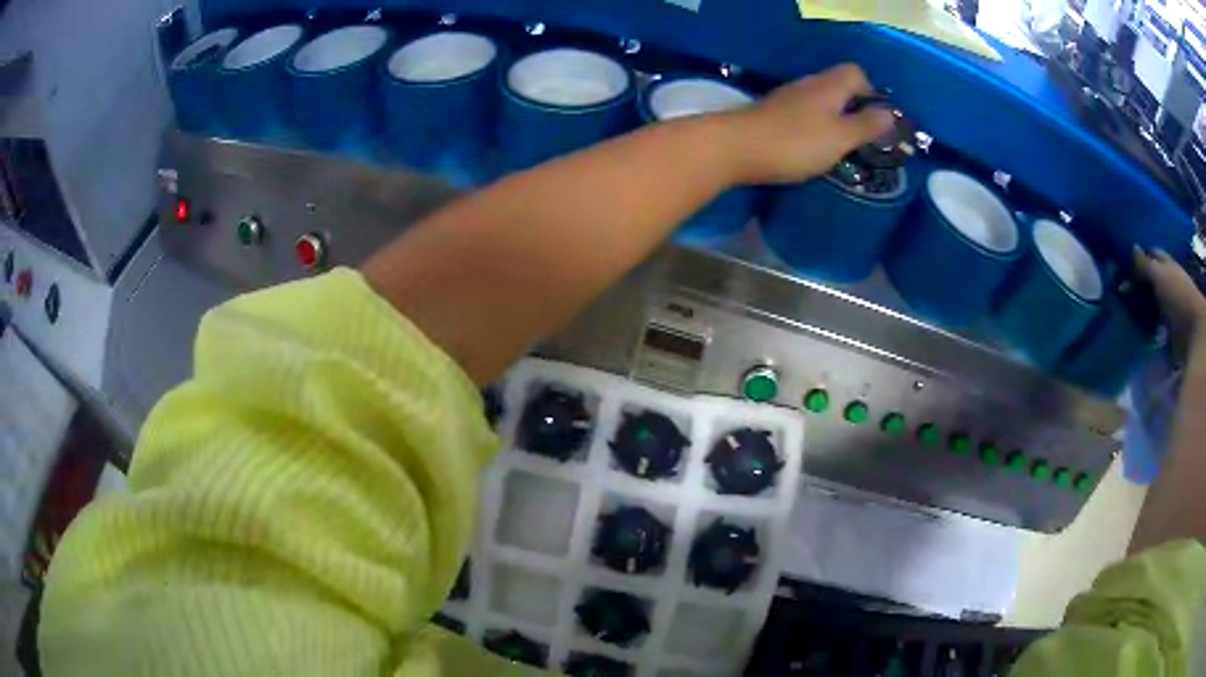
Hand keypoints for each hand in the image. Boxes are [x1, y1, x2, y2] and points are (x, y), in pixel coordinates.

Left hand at [725, 64, 896, 184]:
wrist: (735, 147)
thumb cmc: (795, 142)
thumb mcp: (840, 137)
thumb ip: (866, 125)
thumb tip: (889, 114)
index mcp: (829, 86)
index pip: (856, 72)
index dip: (871, 92)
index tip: (877, 119)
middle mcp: (808, 85)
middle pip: (838, 86)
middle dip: (854, 108)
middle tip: (862, 137)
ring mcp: (786, 98)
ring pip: (819, 101)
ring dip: (833, 119)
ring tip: (840, 147)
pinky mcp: (771, 114)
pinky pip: (802, 114)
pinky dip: (813, 127)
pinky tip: (811, 149)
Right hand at [1134, 246, 1205, 356]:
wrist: (1194, 336)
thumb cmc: (1179, 297)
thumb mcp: (1160, 276)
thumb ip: (1146, 264)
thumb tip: (1132, 247)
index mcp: (1168, 265)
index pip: (1152, 254)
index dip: (1140, 257)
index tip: (1125, 264)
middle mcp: (1169, 283)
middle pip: (1151, 280)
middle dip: (1139, 284)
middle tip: (1121, 289)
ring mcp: (1170, 309)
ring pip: (1152, 305)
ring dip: (1142, 310)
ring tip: (1127, 313)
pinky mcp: (1169, 333)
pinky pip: (1154, 329)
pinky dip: (1147, 330)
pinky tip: (1138, 332)